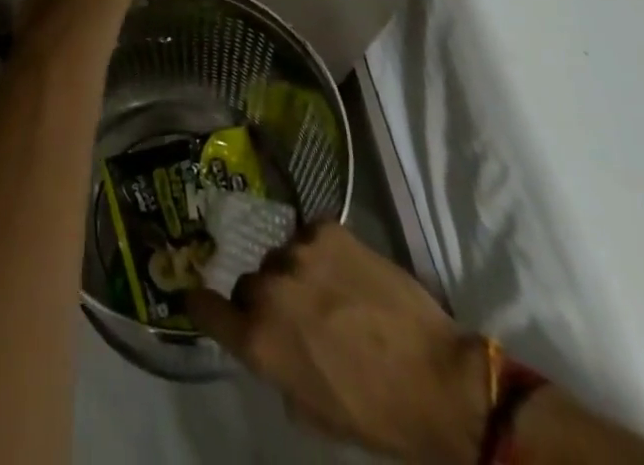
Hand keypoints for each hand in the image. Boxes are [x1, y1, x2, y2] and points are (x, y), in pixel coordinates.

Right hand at [188, 223, 487, 464]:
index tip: (203, 298)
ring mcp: (297, 253)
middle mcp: (268, 290)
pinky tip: (347, 272)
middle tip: (299, 316)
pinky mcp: (326, 229)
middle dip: (267, 299)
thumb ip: (277, 371)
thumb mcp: (314, 412)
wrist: (440, 381)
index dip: (203, 304)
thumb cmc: (377, 414)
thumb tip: (269, 344)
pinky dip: (322, 252)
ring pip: (281, 258)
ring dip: (297, 274)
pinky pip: (310, 236)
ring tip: (332, 293)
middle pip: (249, 284)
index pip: (204, 307)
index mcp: (259, 340)